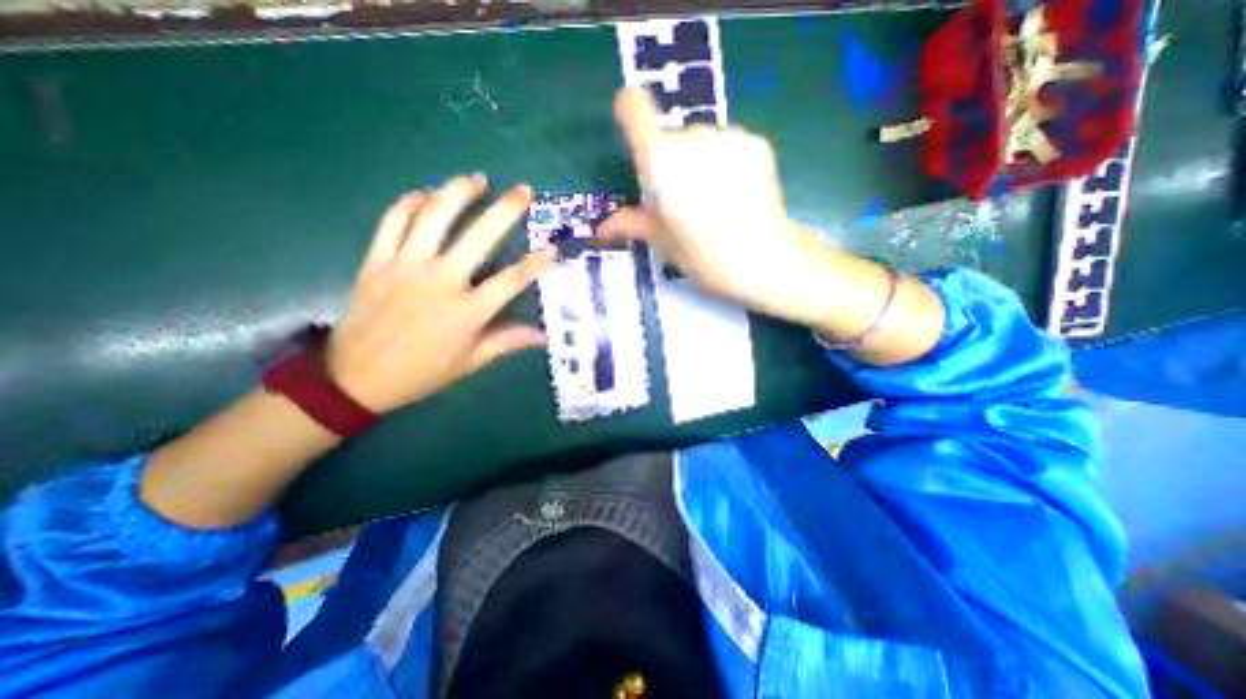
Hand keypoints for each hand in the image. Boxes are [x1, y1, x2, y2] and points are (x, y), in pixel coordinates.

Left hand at [325, 176, 552, 413]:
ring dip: (457, 192)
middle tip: (523, 191)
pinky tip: (425, 193)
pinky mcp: (376, 261)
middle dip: (505, 210)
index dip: (536, 264)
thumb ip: (508, 342)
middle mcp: (440, 282)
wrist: (354, 378)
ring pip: (433, 218)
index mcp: (467, 312)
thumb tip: (544, 336)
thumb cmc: (422, 372)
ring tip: (477, 179)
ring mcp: (405, 267)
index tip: (552, 248)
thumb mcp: (471, 362)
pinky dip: (409, 203)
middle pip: (478, 237)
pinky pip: (392, 222)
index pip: (511, 281)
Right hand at [599, 87, 940, 364]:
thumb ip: (631, 224)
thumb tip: (602, 229)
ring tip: (713, 201)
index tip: (633, 131)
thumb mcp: (663, 243)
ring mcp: (727, 136)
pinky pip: (728, 145)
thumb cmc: (704, 256)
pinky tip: (736, 194)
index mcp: (660, 161)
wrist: (763, 259)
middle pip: (670, 137)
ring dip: (698, 162)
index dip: (630, 114)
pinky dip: (725, 163)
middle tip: (682, 202)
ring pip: (701, 141)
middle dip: (670, 163)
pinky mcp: (756, 141)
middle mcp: (691, 136)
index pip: (635, 109)